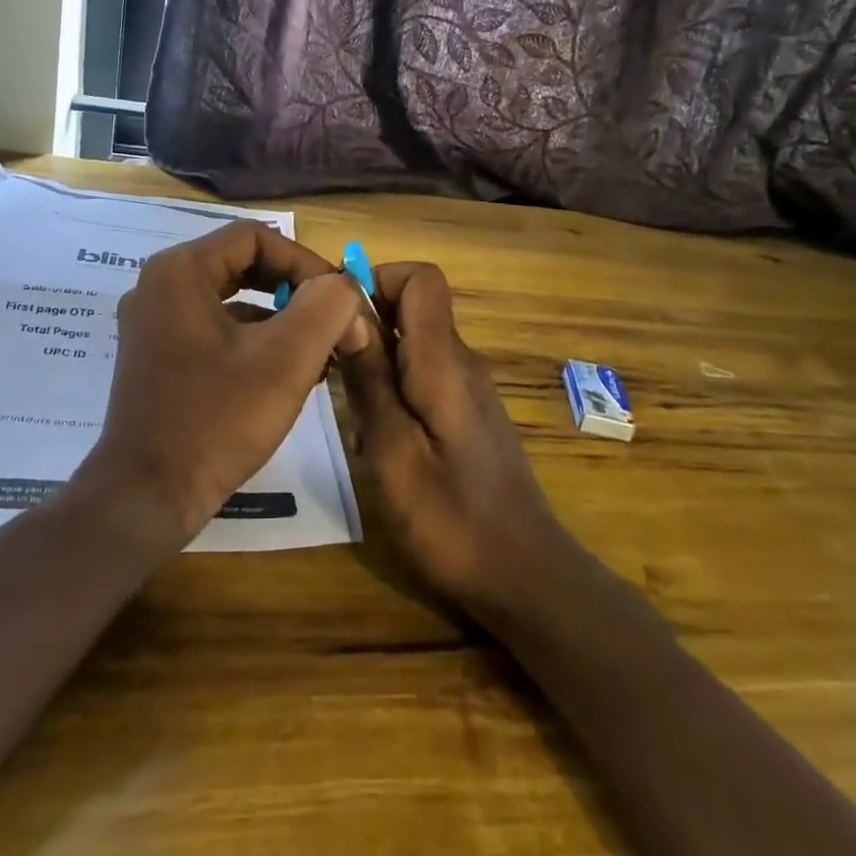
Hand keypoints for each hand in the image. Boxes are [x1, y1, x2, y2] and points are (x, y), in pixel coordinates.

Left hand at [79, 221, 375, 545]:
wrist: (147, 497)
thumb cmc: (217, 419)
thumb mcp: (286, 359)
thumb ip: (327, 307)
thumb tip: (344, 287)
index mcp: (180, 271)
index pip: (256, 237)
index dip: (305, 262)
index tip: (338, 300)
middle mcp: (160, 286)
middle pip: (244, 264)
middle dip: (296, 292)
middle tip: (333, 323)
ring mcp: (154, 323)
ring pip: (232, 299)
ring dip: (281, 319)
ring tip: (321, 354)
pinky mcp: (158, 356)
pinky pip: (216, 329)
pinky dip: (255, 341)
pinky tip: (289, 375)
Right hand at [337, 263, 576, 617]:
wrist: (524, 578)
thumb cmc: (452, 521)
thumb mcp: (393, 454)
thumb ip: (370, 379)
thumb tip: (346, 312)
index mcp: (444, 361)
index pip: (421, 278)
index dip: (378, 281)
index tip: (339, 319)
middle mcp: (461, 361)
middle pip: (412, 308)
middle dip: (366, 327)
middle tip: (332, 375)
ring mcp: (468, 389)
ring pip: (413, 344)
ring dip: (376, 363)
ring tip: (352, 416)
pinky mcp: (468, 414)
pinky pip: (424, 375)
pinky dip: (394, 389)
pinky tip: (380, 439)